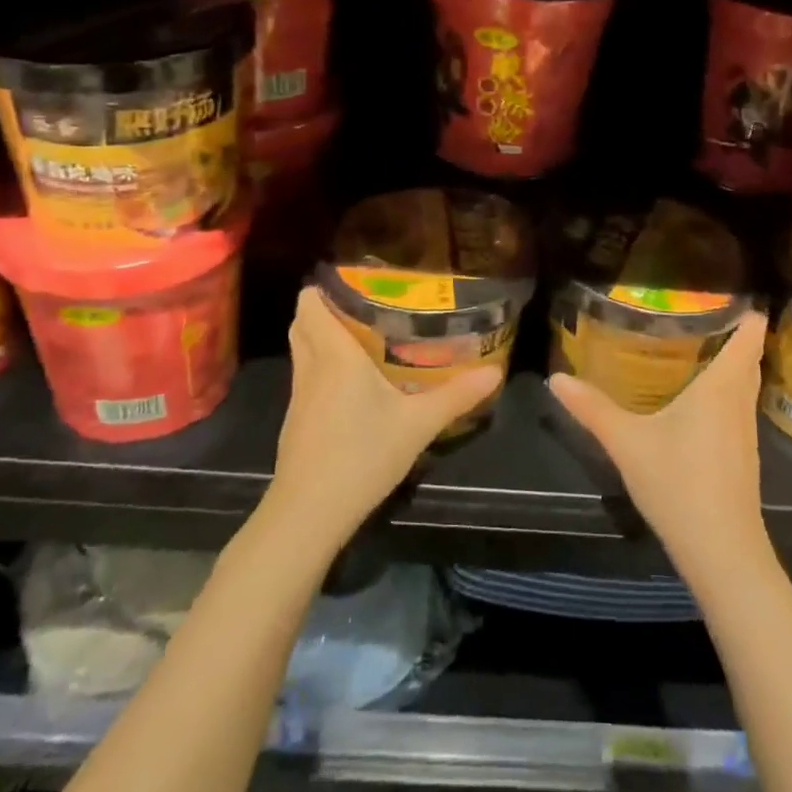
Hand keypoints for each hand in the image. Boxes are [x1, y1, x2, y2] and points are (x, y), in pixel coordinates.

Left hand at [267, 287, 504, 552]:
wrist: (309, 513)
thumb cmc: (361, 456)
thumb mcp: (417, 425)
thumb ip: (456, 396)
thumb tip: (495, 372)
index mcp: (334, 354)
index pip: (310, 304)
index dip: (325, 286)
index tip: (356, 278)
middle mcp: (311, 366)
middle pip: (303, 321)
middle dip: (326, 307)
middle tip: (366, 304)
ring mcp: (299, 394)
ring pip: (303, 349)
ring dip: (322, 336)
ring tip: (362, 335)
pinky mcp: (296, 420)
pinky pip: (306, 376)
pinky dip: (321, 365)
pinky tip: (352, 383)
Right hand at [548, 310, 772, 583]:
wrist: (723, 552)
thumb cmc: (679, 484)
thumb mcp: (627, 443)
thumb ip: (592, 408)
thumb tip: (555, 378)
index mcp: (721, 387)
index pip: (751, 336)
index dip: (748, 310)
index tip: (730, 289)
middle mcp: (740, 402)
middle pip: (750, 356)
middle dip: (737, 331)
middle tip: (703, 308)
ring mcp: (746, 431)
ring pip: (746, 383)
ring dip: (733, 361)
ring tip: (701, 341)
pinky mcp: (743, 455)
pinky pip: (740, 405)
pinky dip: (728, 388)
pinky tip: (700, 396)